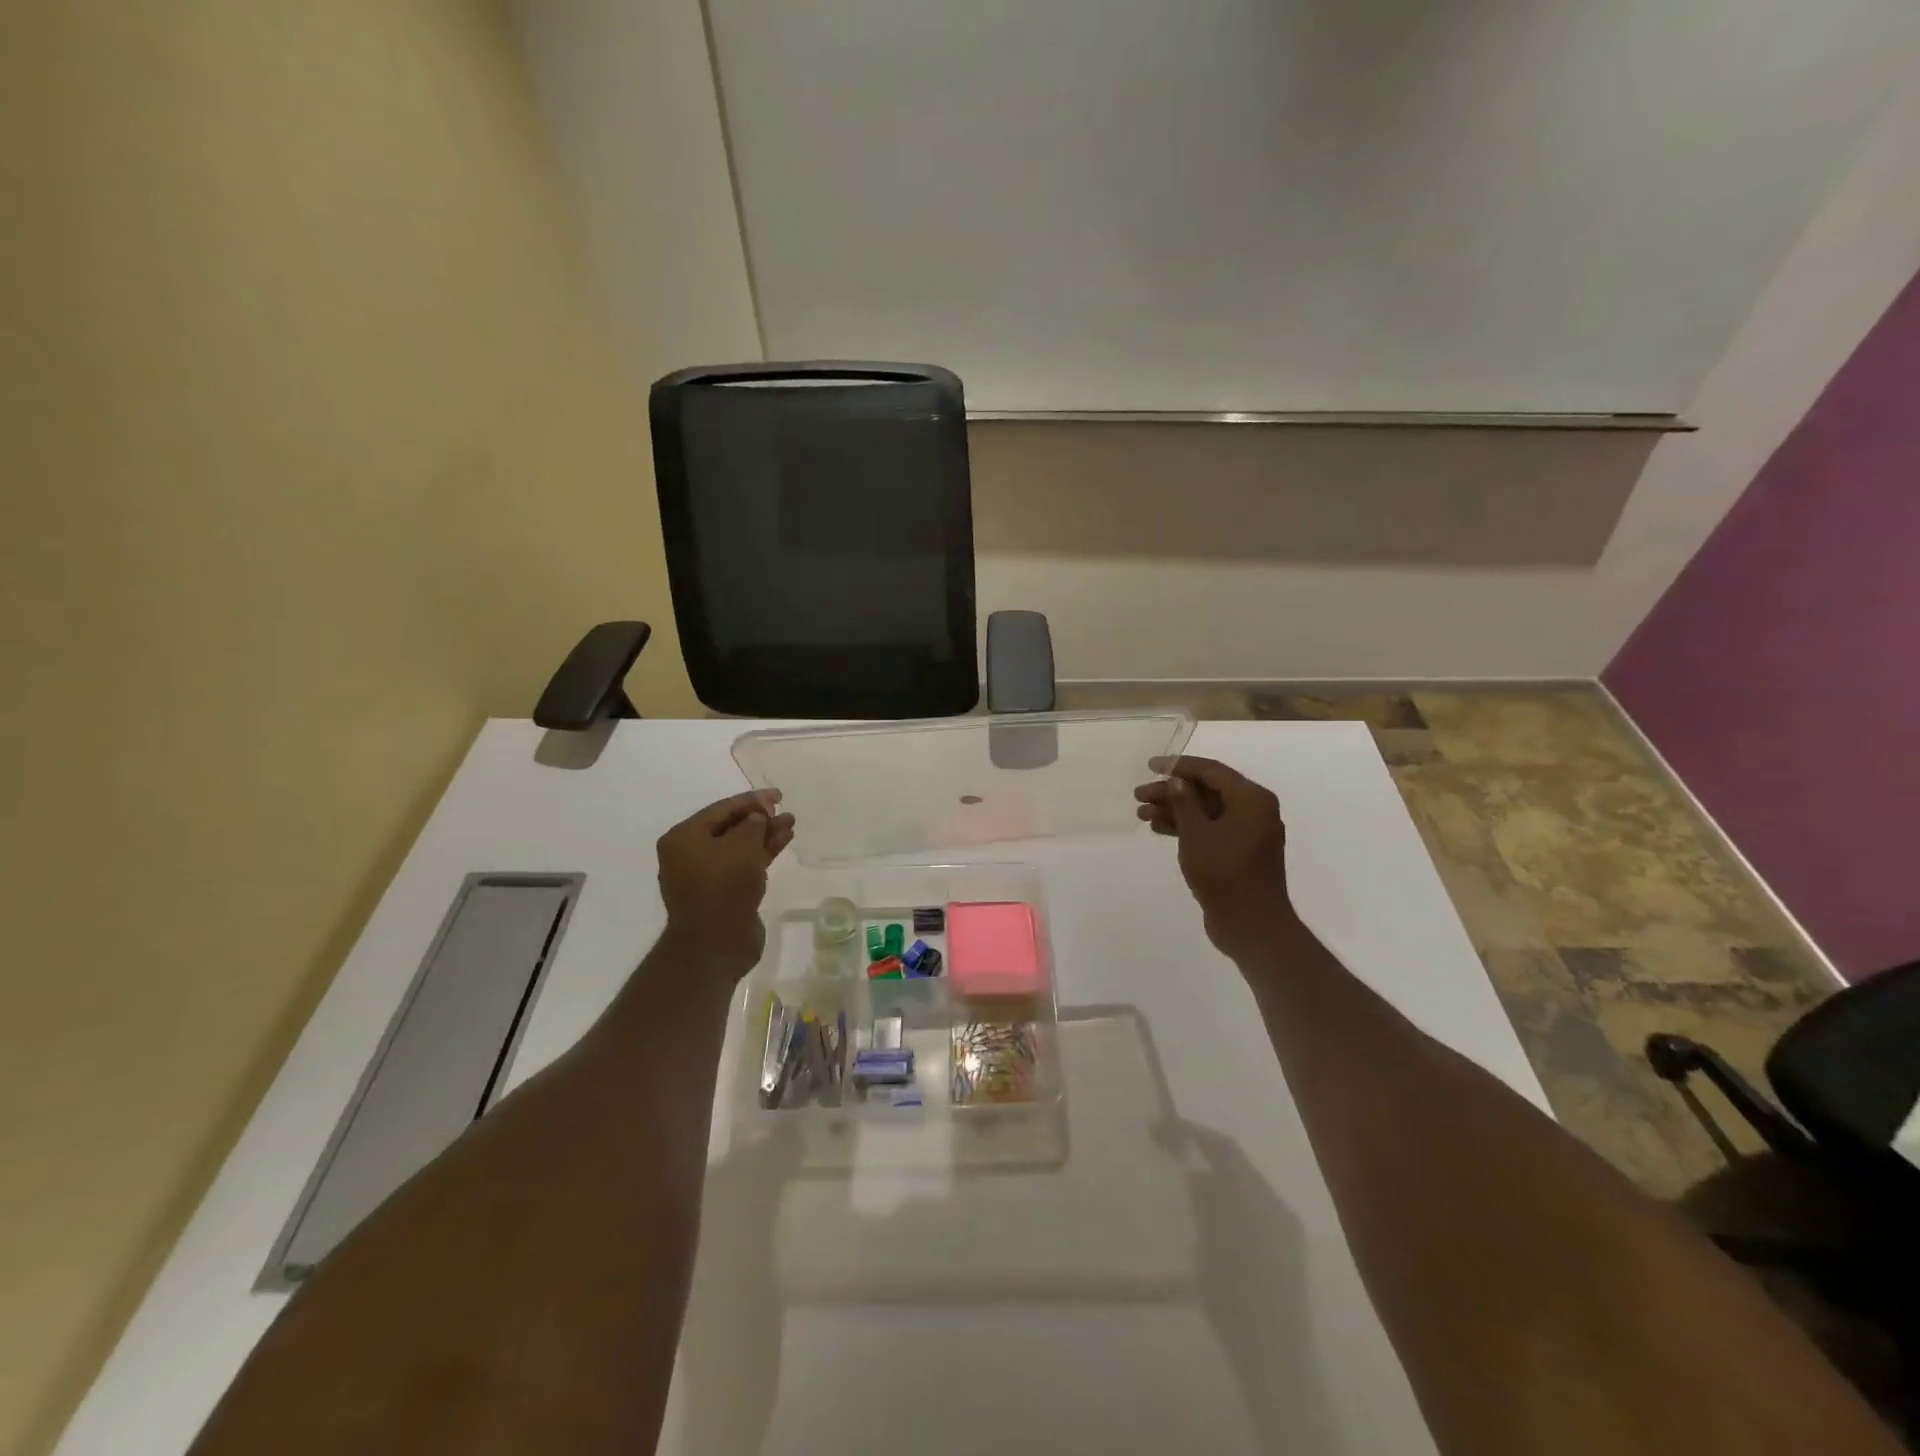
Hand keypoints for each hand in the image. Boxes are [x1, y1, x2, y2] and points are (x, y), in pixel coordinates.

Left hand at [656, 791, 795, 973]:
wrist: (716, 943)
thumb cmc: (723, 886)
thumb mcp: (742, 846)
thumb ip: (753, 824)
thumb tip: (757, 817)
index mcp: (683, 838)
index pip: (721, 809)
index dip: (751, 800)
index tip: (777, 795)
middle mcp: (689, 854)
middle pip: (730, 828)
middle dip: (759, 819)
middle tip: (785, 811)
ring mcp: (705, 876)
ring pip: (739, 847)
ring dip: (764, 835)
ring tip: (790, 824)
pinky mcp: (722, 894)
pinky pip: (743, 865)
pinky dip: (762, 854)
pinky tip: (782, 842)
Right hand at [1134, 756, 1297, 958]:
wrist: (1251, 924)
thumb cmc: (1224, 872)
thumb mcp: (1197, 833)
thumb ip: (1184, 802)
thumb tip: (1177, 780)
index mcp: (1251, 798)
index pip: (1211, 771)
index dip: (1178, 765)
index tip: (1151, 765)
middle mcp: (1254, 810)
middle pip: (1206, 790)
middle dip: (1171, 792)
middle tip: (1139, 796)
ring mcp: (1247, 832)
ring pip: (1206, 811)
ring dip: (1175, 810)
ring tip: (1142, 814)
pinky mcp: (1239, 852)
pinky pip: (1210, 829)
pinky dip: (1186, 828)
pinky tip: (1159, 829)